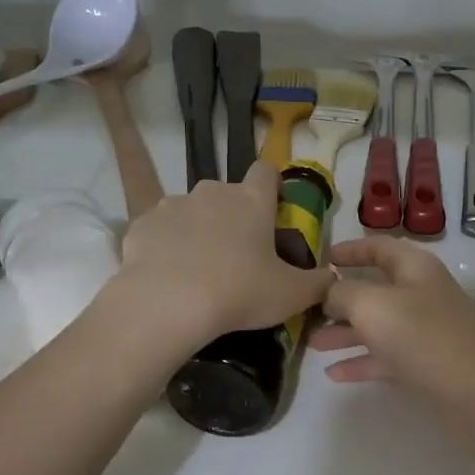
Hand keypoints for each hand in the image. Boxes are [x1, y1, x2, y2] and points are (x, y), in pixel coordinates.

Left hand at [113, 161, 332, 348]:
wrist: (167, 303)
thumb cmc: (239, 292)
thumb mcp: (291, 295)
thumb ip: (318, 283)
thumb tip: (332, 278)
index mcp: (252, 201)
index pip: (266, 171)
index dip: (272, 186)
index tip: (273, 210)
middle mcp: (212, 192)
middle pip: (227, 194)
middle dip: (233, 217)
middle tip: (237, 255)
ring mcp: (173, 204)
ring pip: (191, 211)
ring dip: (198, 230)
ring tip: (199, 269)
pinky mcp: (141, 223)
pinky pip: (160, 230)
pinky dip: (166, 246)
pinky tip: (168, 275)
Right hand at [311, 236, 474, 394]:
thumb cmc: (422, 336)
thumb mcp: (372, 305)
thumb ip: (342, 293)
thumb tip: (329, 291)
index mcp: (414, 268)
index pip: (379, 247)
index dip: (350, 249)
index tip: (322, 258)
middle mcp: (421, 294)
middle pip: (375, 289)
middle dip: (340, 299)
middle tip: (307, 309)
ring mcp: (425, 331)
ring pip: (378, 326)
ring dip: (345, 333)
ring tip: (312, 344)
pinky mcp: (426, 365)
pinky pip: (386, 357)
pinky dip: (361, 362)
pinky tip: (333, 374)